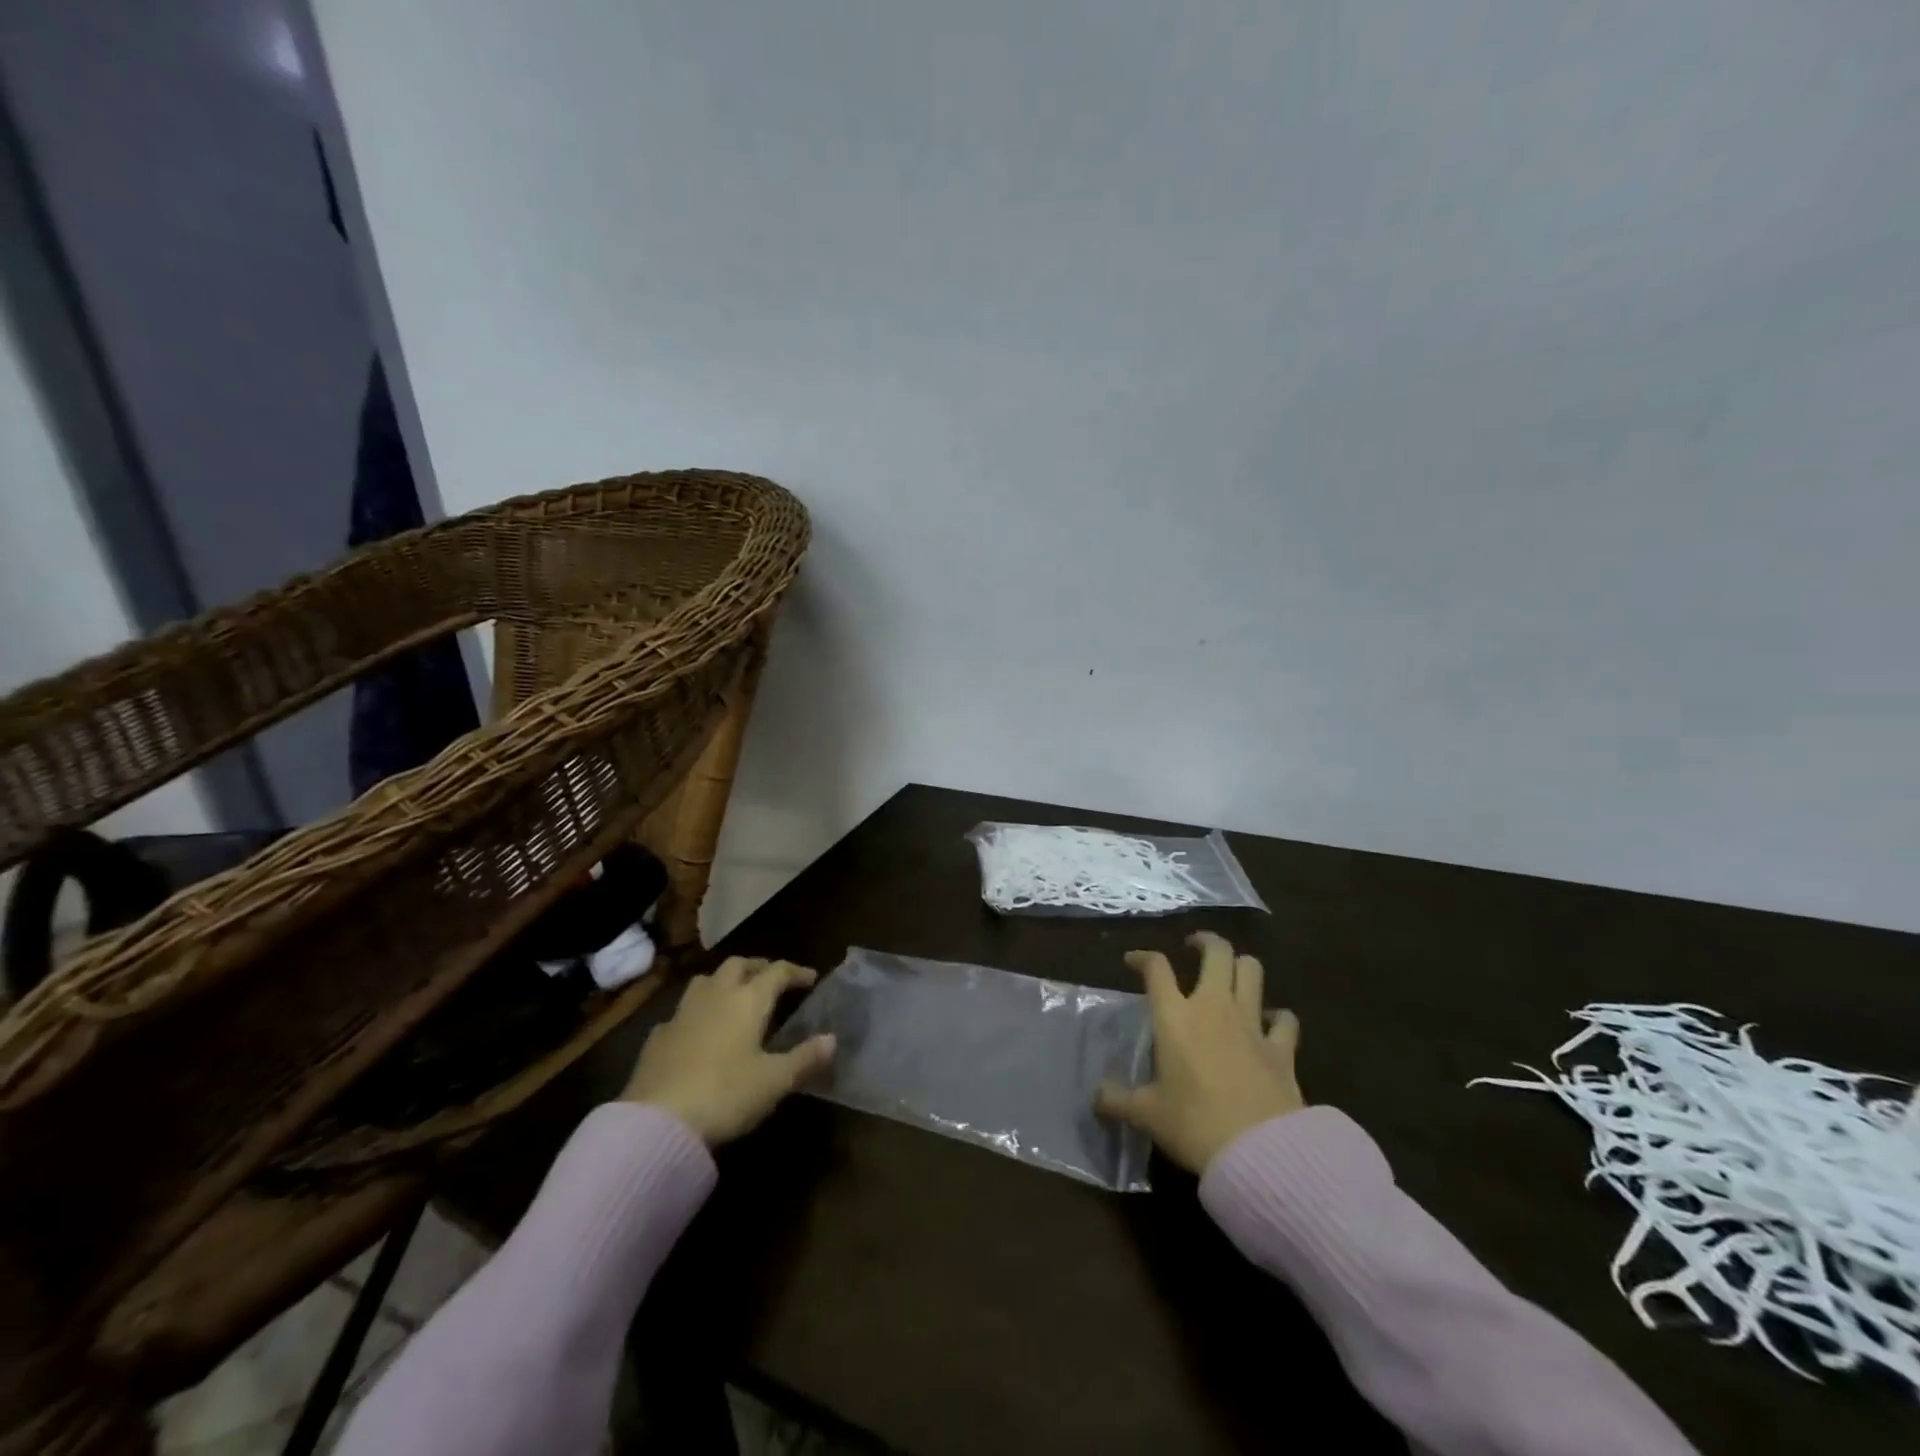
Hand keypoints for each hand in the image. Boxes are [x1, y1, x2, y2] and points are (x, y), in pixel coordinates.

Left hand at [622, 957, 835, 1144]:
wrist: (657, 1121)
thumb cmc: (726, 1095)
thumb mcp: (774, 1081)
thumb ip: (805, 1058)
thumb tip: (832, 1039)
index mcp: (748, 1000)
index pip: (777, 971)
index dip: (795, 972)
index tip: (810, 978)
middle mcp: (716, 995)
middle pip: (739, 965)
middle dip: (758, 968)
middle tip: (772, 980)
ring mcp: (683, 1013)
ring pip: (706, 980)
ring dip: (725, 981)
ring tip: (736, 996)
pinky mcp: (658, 1036)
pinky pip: (683, 1011)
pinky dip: (698, 1011)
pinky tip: (699, 1030)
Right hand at [1096, 931, 1303, 1172]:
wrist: (1260, 1151)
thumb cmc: (1194, 1124)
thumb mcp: (1147, 1114)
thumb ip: (1117, 1100)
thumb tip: (1095, 1096)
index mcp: (1175, 1016)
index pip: (1156, 968)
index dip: (1143, 958)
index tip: (1133, 962)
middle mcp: (1213, 1006)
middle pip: (1216, 952)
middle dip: (1204, 942)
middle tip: (1194, 948)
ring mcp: (1252, 1023)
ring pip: (1252, 971)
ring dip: (1241, 966)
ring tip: (1231, 975)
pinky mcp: (1282, 1048)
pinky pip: (1285, 1019)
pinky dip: (1278, 1017)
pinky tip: (1271, 1024)